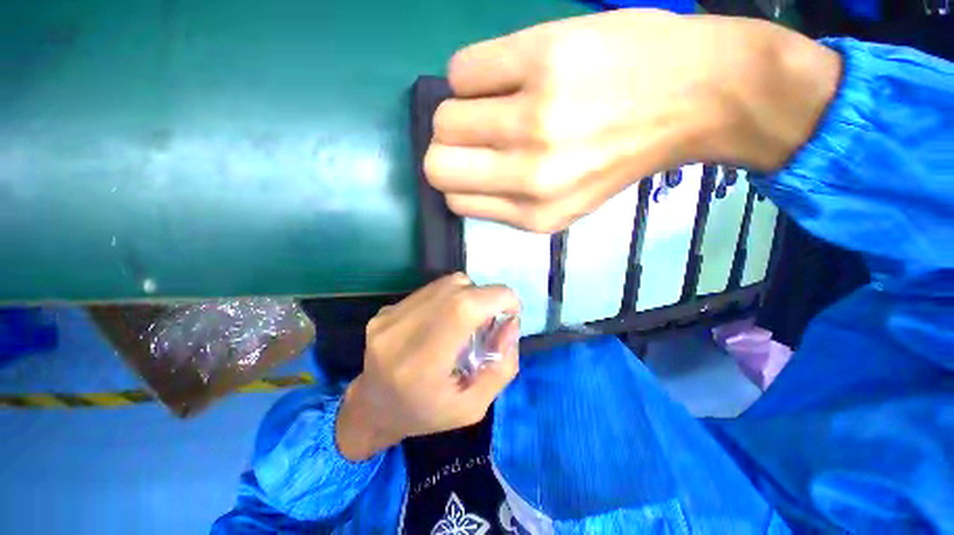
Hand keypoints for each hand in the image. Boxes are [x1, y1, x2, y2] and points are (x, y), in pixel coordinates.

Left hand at [336, 274, 520, 460]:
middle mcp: (400, 332)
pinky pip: (432, 290)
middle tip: (489, 321)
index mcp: (421, 363)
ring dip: (469, 296)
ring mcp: (389, 316)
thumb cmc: (426, 413)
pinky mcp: (386, 309)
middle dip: (487, 298)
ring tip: (467, 322)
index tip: (512, 311)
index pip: (464, 308)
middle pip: (458, 289)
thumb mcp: (474, 406)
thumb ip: (502, 366)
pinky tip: (444, 321)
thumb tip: (511, 323)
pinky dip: (450, 298)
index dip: (497, 298)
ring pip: (446, 284)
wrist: (374, 409)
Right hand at [424, 10, 839, 231]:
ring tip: (492, 103)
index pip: (455, 200)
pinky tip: (503, 73)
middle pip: (438, 164)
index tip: (471, 165)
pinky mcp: (541, 57)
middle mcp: (529, 176)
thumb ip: (509, 205)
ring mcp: (534, 117)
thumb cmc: (620, 157)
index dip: (457, 181)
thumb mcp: (565, 207)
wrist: (691, 98)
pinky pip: (461, 70)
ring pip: (444, 118)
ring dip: (458, 110)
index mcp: (534, 214)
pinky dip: (471, 74)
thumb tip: (461, 180)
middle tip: (472, 135)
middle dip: (446, 149)